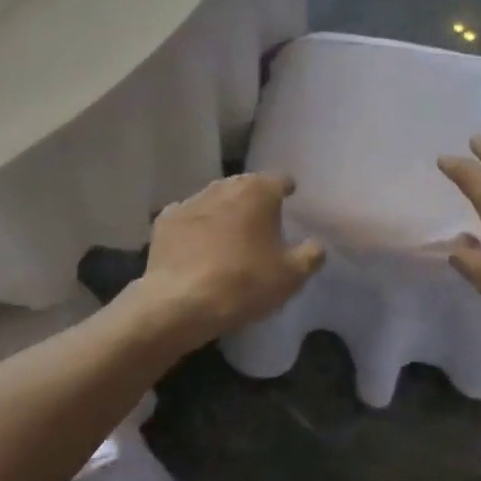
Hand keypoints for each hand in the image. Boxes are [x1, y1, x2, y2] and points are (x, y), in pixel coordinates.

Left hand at [138, 173, 324, 345]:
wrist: (180, 302)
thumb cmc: (244, 283)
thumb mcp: (291, 275)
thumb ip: (311, 254)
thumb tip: (316, 243)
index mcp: (258, 192)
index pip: (279, 179)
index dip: (286, 188)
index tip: (290, 197)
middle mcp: (224, 187)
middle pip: (245, 185)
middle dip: (254, 198)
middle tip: (262, 219)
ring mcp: (190, 201)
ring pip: (214, 199)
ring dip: (224, 210)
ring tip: (230, 232)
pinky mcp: (165, 221)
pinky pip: (188, 217)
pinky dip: (195, 227)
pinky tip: (197, 244)